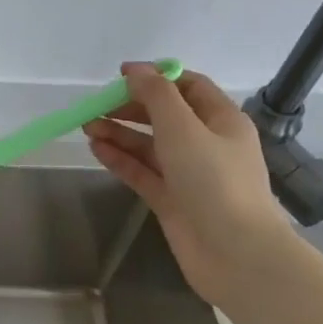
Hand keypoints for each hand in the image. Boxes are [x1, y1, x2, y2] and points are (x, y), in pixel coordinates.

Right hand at [83, 64, 288, 304]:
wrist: (236, 254)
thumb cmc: (214, 182)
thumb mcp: (183, 128)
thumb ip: (156, 95)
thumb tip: (135, 69)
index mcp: (221, 120)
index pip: (189, 86)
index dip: (156, 77)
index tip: (120, 76)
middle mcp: (207, 143)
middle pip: (164, 115)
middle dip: (130, 107)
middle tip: (96, 106)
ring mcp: (189, 174)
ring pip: (149, 145)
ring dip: (119, 133)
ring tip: (86, 127)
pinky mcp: (172, 200)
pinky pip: (142, 172)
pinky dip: (120, 159)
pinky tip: (96, 150)